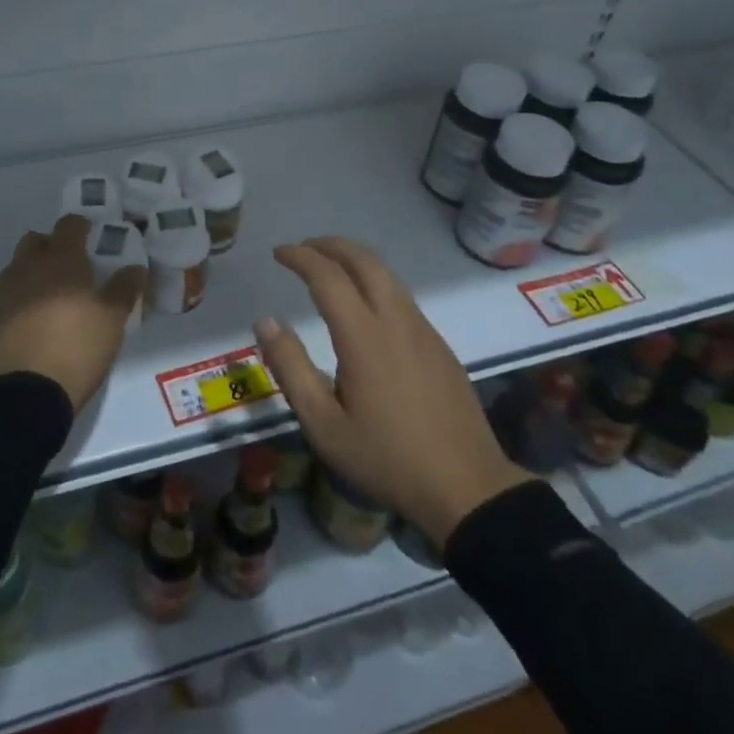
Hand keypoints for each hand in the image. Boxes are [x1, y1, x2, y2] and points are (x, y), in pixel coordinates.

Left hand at [0, 215, 145, 411]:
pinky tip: (34, 320)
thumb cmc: (78, 346)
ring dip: (34, 271)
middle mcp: (29, 266)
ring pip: (19, 266)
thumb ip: (125, 288)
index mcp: (61, 259)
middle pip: (37, 240)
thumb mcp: (113, 319)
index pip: (69, 225)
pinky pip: (7, 294)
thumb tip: (135, 267)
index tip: (92, 238)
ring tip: (52, 296)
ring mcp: (5, 291)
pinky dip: (20, 297)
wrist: (28, 392)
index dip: (81, 227)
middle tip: (71, 267)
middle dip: (52, 246)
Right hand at [257, 237, 532, 546]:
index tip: (279, 253)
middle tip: (304, 248)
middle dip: (330, 245)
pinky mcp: (439, 345)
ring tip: (330, 266)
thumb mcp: (324, 425)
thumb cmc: (386, 458)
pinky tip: (365, 303)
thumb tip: (265, 321)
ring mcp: (423, 330)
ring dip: (355, 259)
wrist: (467, 487)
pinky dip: (375, 280)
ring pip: (387, 275)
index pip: (328, 276)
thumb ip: (291, 368)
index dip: (301, 257)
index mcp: (364, 336)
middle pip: (364, 261)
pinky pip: (402, 295)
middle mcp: (396, 320)